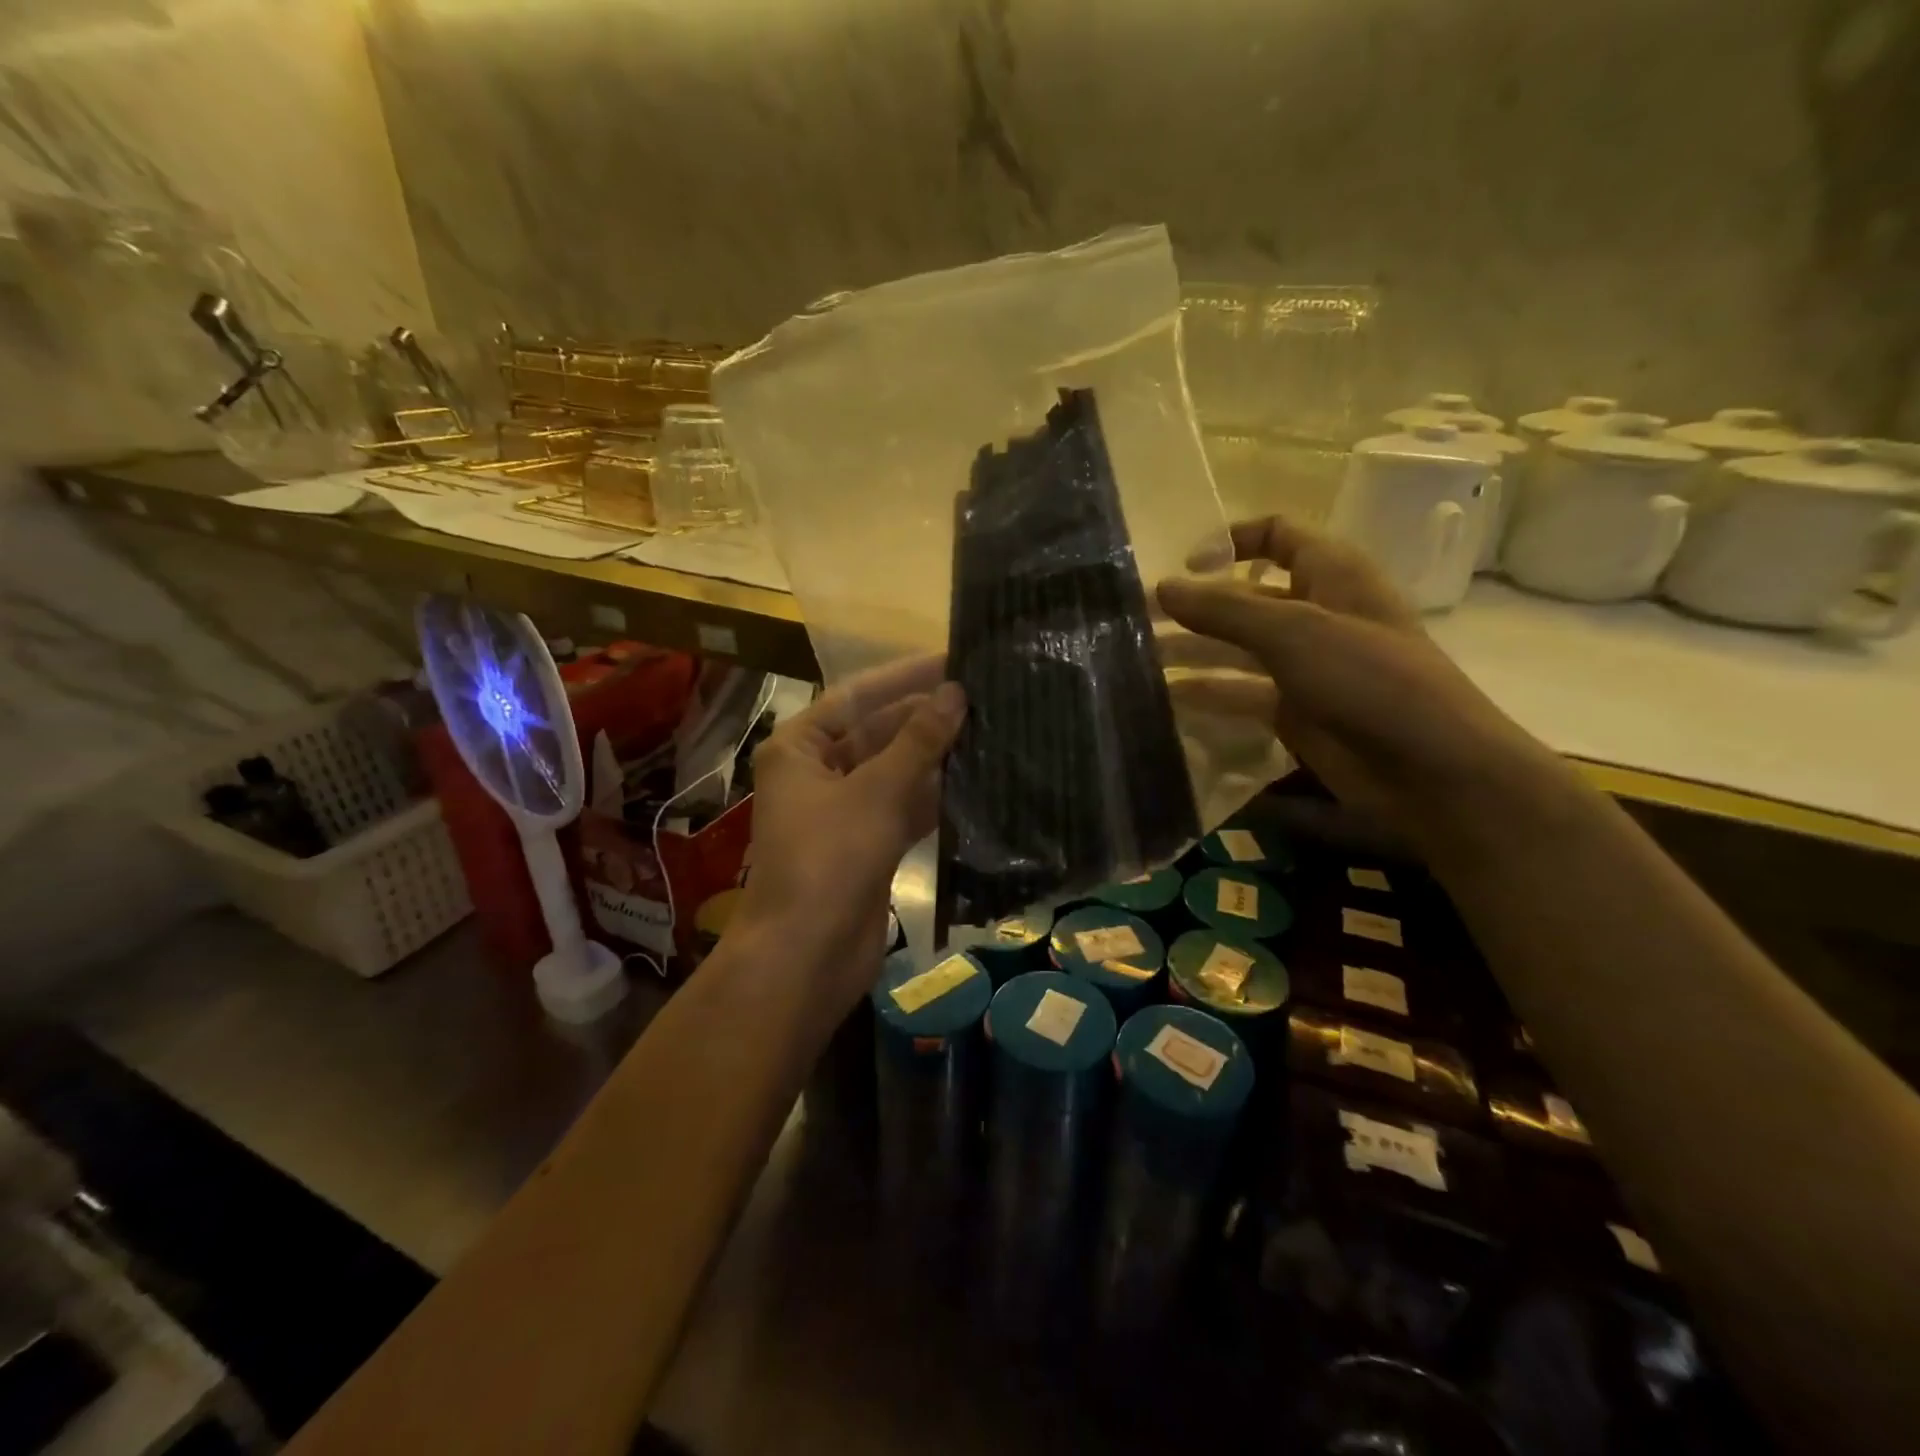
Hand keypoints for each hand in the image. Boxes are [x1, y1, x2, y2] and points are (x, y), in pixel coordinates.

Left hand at [736, 658, 965, 1009]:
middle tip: (984, 697)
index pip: (858, 695)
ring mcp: (843, 810)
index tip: (954, 659)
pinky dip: (935, 797)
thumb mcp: (876, 791)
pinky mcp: (867, 844)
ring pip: (896, 770)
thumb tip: (956, 693)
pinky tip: (978, 782)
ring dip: (936, 756)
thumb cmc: (829, 859)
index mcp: (801, 747)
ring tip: (991, 731)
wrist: (806, 956)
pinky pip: (904, 807)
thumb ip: (919, 740)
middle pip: (878, 731)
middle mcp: (818, 772)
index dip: (905, 676)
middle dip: (926, 717)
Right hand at [1158, 516, 1554, 839]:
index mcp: (1331, 574)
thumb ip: (1224, 609)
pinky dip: (1208, 694)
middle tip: (1137, 618)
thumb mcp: (1294, 632)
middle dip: (1195, 604)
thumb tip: (1163, 586)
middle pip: (1245, 596)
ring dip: (1193, 650)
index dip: (1231, 540)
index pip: (1278, 535)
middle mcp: (1316, 613)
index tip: (1183, 565)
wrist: (1429, 769)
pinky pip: (1241, 693)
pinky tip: (1168, 700)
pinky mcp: (1294, 710)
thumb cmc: (1369, 679)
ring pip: (1237, 648)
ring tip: (1141, 659)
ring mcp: (1305, 665)